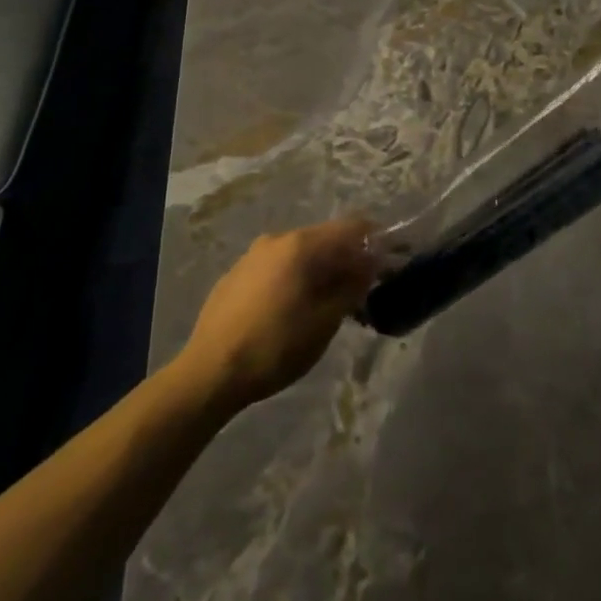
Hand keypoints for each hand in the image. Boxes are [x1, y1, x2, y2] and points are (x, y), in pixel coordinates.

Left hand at [175, 217, 378, 411]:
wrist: (209, 372)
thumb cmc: (275, 346)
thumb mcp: (325, 321)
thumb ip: (352, 287)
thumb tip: (370, 265)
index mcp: (301, 245)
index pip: (352, 228)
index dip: (376, 241)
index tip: (391, 262)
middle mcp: (277, 239)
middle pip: (326, 238)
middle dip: (349, 259)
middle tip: (364, 289)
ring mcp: (253, 255)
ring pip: (301, 253)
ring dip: (323, 270)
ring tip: (332, 302)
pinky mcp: (237, 274)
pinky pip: (279, 265)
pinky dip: (297, 277)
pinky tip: (296, 307)